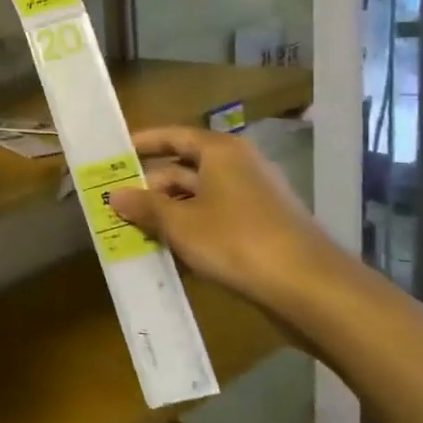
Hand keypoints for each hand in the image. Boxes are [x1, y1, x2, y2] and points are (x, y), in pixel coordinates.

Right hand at [106, 126, 335, 312]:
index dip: (143, 143)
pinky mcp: (262, 225)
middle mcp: (239, 165)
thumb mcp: (180, 224)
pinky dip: (192, 228)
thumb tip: (114, 195)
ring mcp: (253, 196)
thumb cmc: (236, 241)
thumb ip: (145, 207)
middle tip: (117, 204)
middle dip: (151, 187)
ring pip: (199, 196)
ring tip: (136, 232)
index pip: (174, 136)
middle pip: (184, 168)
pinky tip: (171, 252)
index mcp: (220, 152)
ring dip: (169, 212)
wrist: (309, 286)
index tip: (115, 154)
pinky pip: (216, 218)